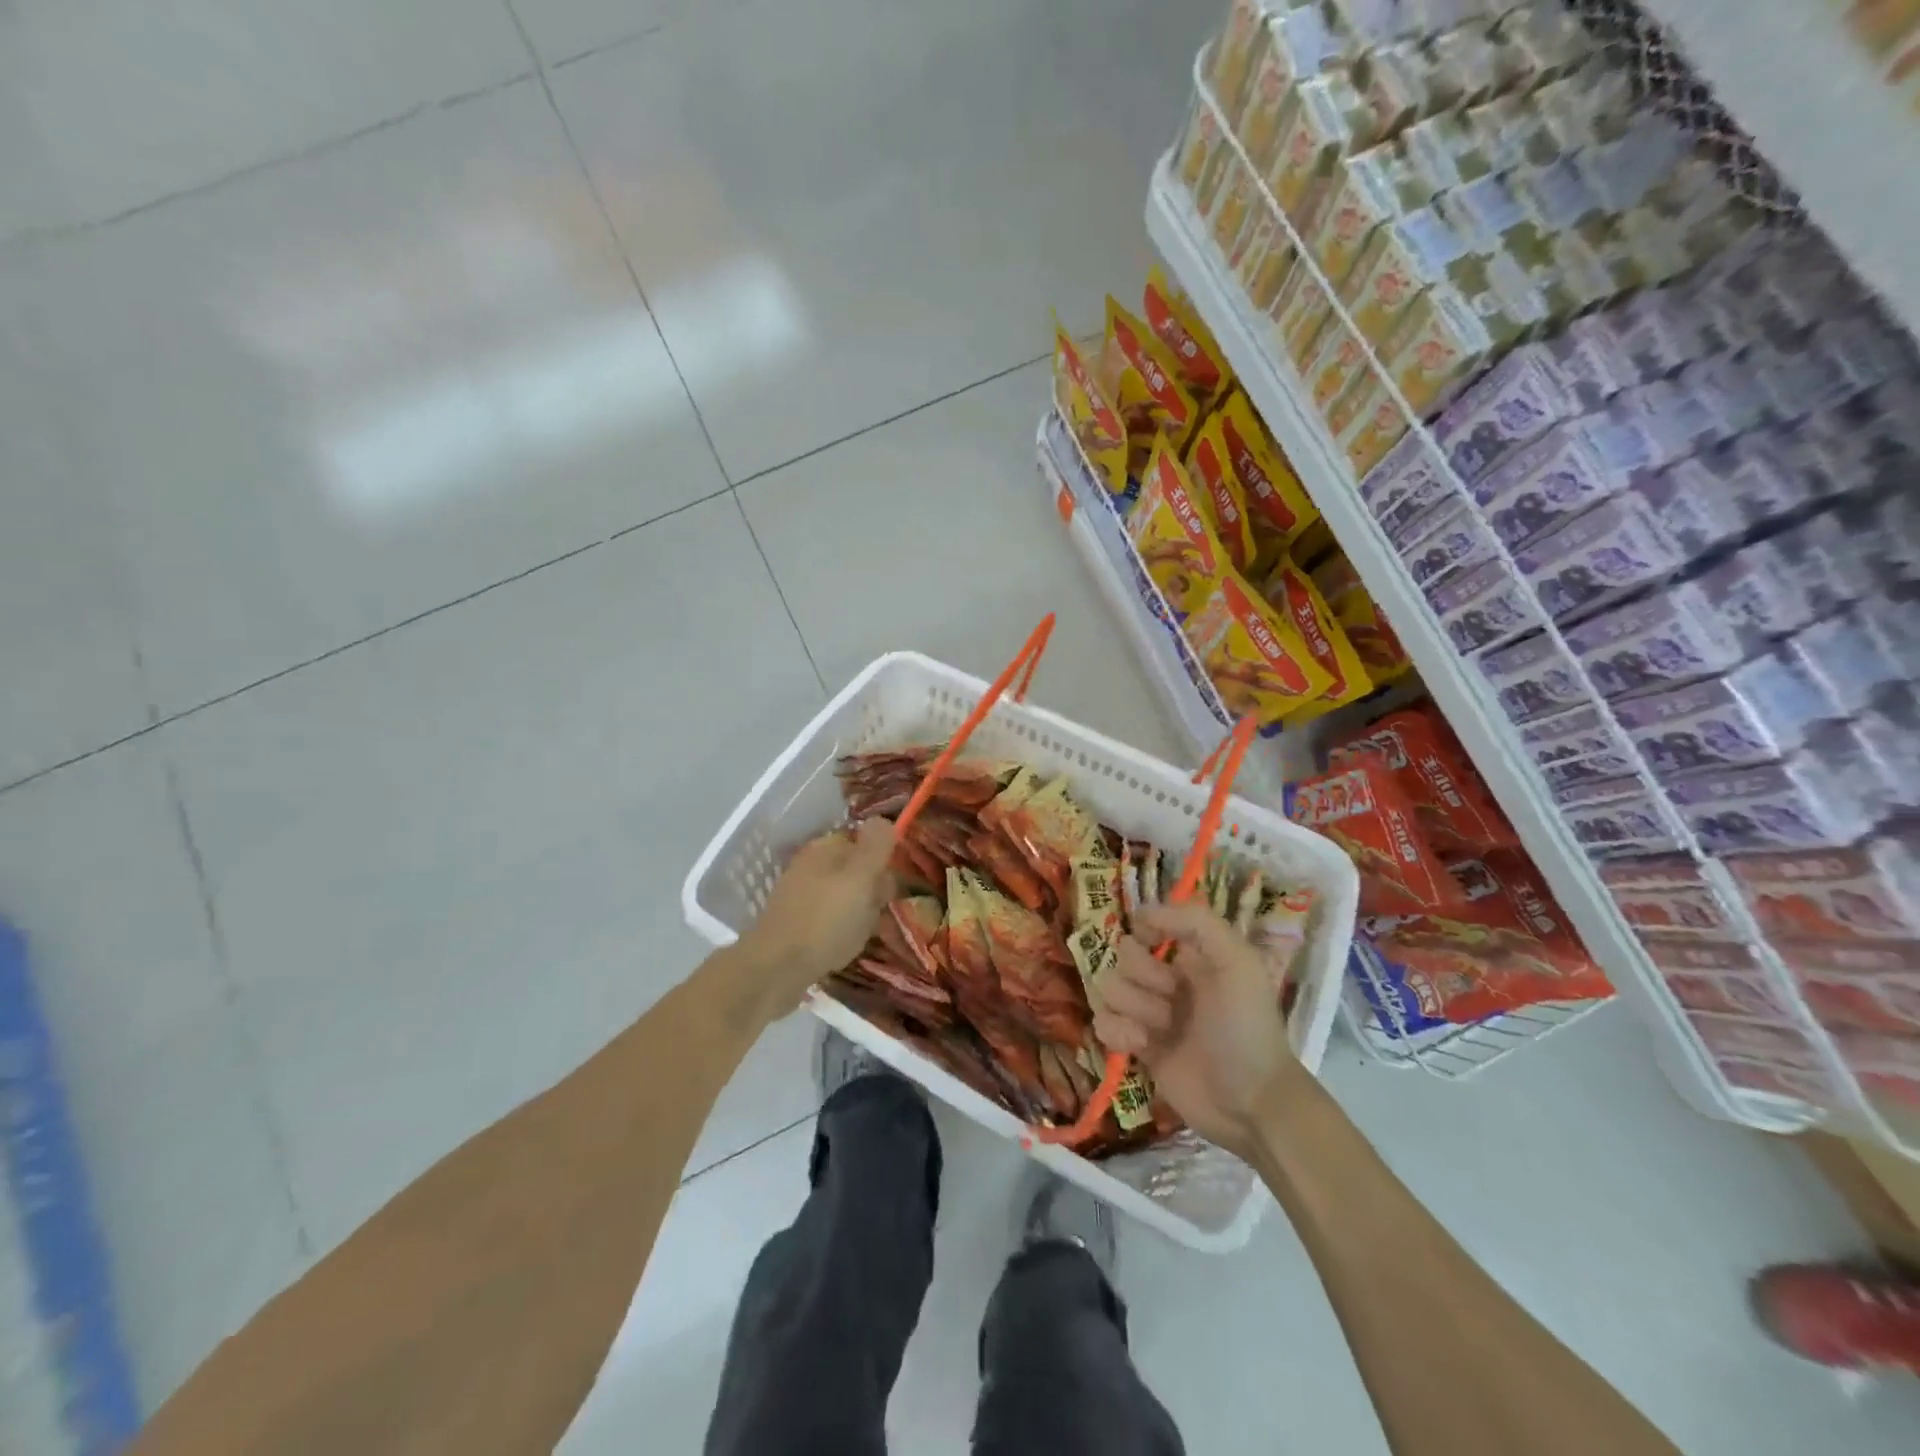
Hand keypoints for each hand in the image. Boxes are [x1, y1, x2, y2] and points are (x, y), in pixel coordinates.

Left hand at [735, 820, 897, 1011]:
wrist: (776, 969)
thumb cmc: (825, 919)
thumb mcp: (860, 877)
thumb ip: (875, 846)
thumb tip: (883, 819)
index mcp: (824, 848)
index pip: (866, 843)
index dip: (882, 866)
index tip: (885, 890)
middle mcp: (811, 865)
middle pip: (858, 872)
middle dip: (873, 894)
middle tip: (871, 915)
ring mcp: (801, 895)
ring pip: (848, 899)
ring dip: (860, 917)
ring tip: (856, 936)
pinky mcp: (796, 923)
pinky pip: (832, 921)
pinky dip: (842, 933)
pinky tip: (840, 949)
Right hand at [1093, 902, 1304, 1158]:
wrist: (1251, 1103)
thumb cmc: (1247, 1027)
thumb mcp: (1238, 962)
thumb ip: (1196, 922)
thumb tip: (1140, 912)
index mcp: (1192, 955)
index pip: (1147, 923)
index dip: (1143, 931)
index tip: (1151, 942)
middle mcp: (1168, 979)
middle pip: (1122, 956)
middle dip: (1141, 977)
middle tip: (1171, 1000)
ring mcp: (1151, 1013)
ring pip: (1109, 988)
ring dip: (1132, 1008)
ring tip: (1160, 1030)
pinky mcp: (1138, 1046)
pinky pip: (1103, 1024)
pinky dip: (1117, 1033)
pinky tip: (1141, 1047)